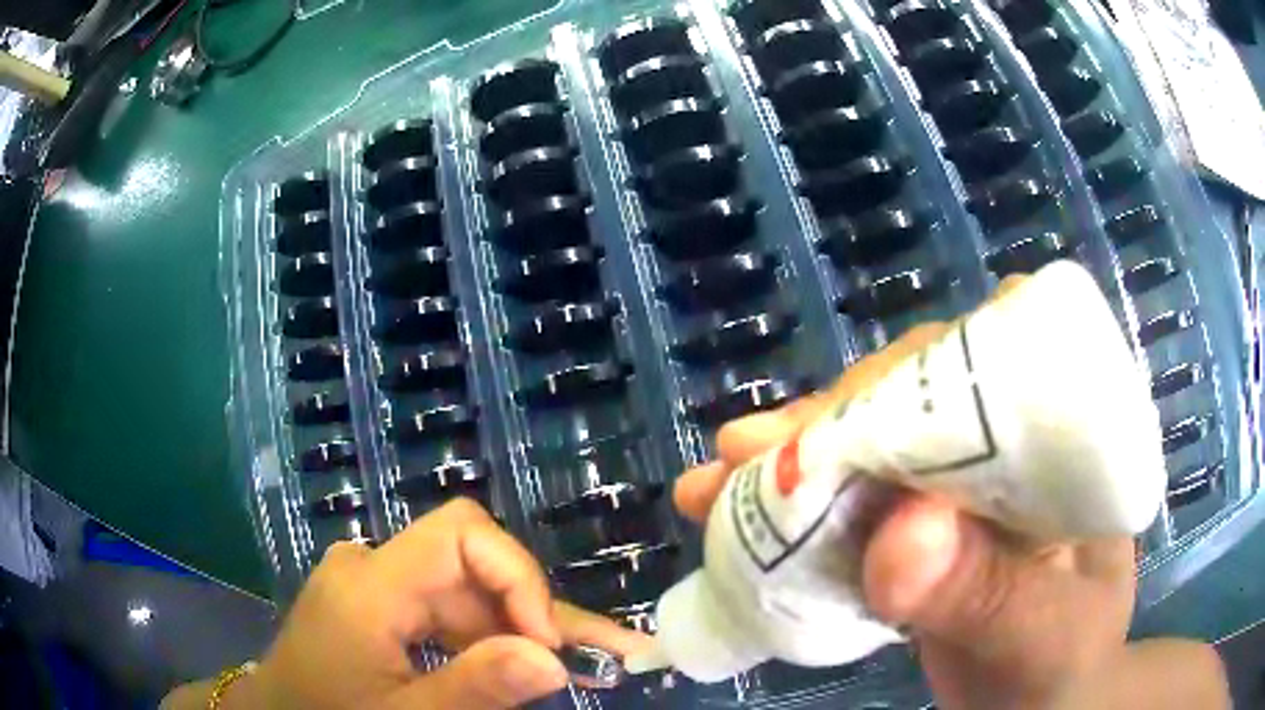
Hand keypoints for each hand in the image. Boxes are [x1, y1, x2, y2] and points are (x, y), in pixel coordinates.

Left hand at [172, 498, 648, 709]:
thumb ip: (474, 689)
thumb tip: (555, 662)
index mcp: (369, 586)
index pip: (459, 533)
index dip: (516, 575)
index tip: (548, 642)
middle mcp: (372, 567)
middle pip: (471, 566)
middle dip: (536, 613)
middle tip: (603, 657)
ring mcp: (374, 582)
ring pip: (466, 590)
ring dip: (520, 630)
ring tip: (585, 663)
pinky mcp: (380, 602)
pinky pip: (446, 611)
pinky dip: (488, 638)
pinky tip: (521, 662)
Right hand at [674, 321, 1226, 709]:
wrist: (1042, 700)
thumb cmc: (1063, 663)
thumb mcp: (1038, 635)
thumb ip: (985, 593)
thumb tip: (898, 537)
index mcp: (1065, 437)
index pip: (996, 358)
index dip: (917, 372)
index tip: (840, 417)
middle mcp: (1012, 441)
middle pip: (917, 396)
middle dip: (830, 420)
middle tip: (745, 450)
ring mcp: (961, 483)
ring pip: (873, 445)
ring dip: (792, 460)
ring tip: (715, 483)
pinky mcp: (920, 526)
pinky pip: (854, 502)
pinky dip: (794, 511)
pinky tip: (732, 515)